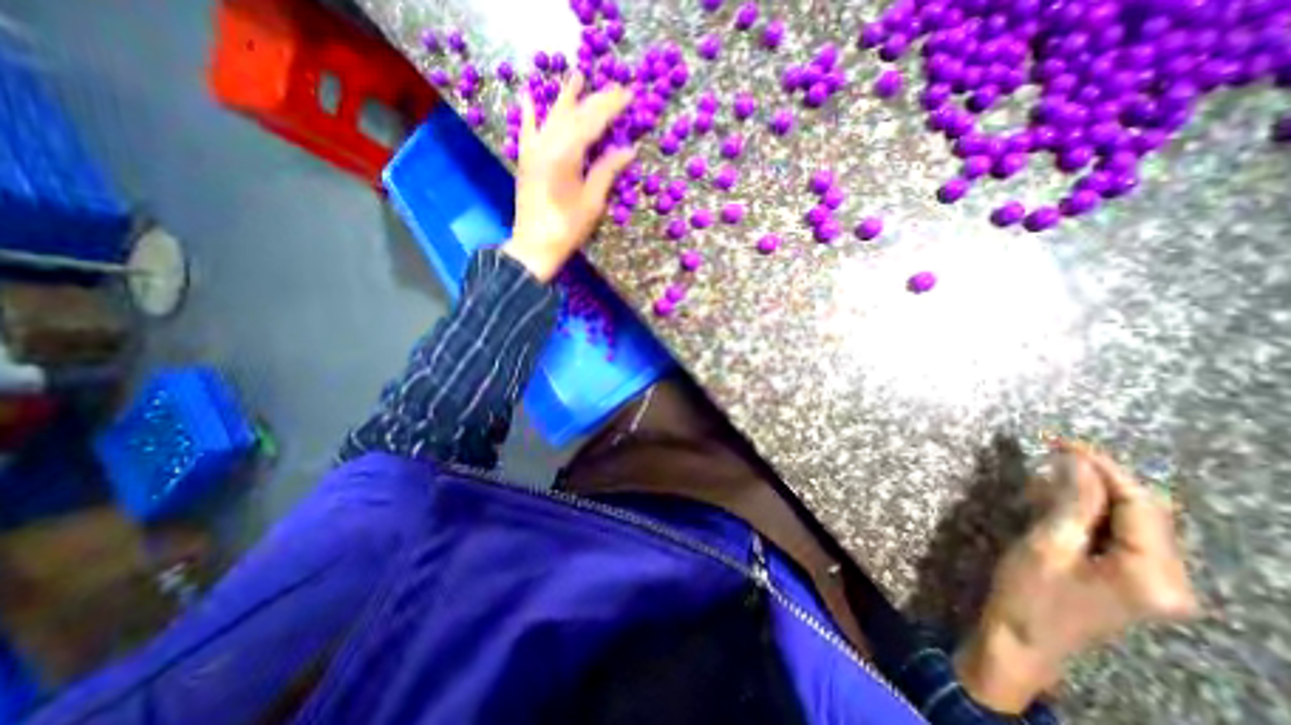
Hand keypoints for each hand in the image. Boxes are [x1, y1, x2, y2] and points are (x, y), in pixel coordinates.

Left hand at [504, 71, 634, 281]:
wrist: (535, 246)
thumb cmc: (568, 228)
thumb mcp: (593, 202)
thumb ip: (607, 171)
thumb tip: (628, 150)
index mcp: (567, 154)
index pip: (592, 121)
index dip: (611, 107)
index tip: (628, 94)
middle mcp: (547, 144)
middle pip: (574, 114)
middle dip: (595, 100)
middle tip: (615, 88)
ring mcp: (533, 150)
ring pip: (552, 116)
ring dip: (566, 97)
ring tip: (577, 76)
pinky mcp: (525, 160)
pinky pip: (527, 129)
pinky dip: (529, 112)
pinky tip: (528, 96)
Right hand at [950, 442, 1193, 712]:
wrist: (1023, 638)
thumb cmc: (1030, 593)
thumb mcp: (1046, 545)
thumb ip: (1072, 504)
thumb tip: (1077, 462)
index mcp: (1152, 573)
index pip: (1140, 503)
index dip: (1102, 467)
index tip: (1060, 441)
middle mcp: (1170, 578)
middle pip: (1144, 510)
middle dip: (1097, 477)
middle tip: (1050, 455)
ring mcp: (1155, 581)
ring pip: (1131, 519)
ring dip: (1090, 493)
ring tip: (1043, 481)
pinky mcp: (1134, 579)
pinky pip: (1120, 532)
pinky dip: (1088, 510)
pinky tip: (1054, 502)